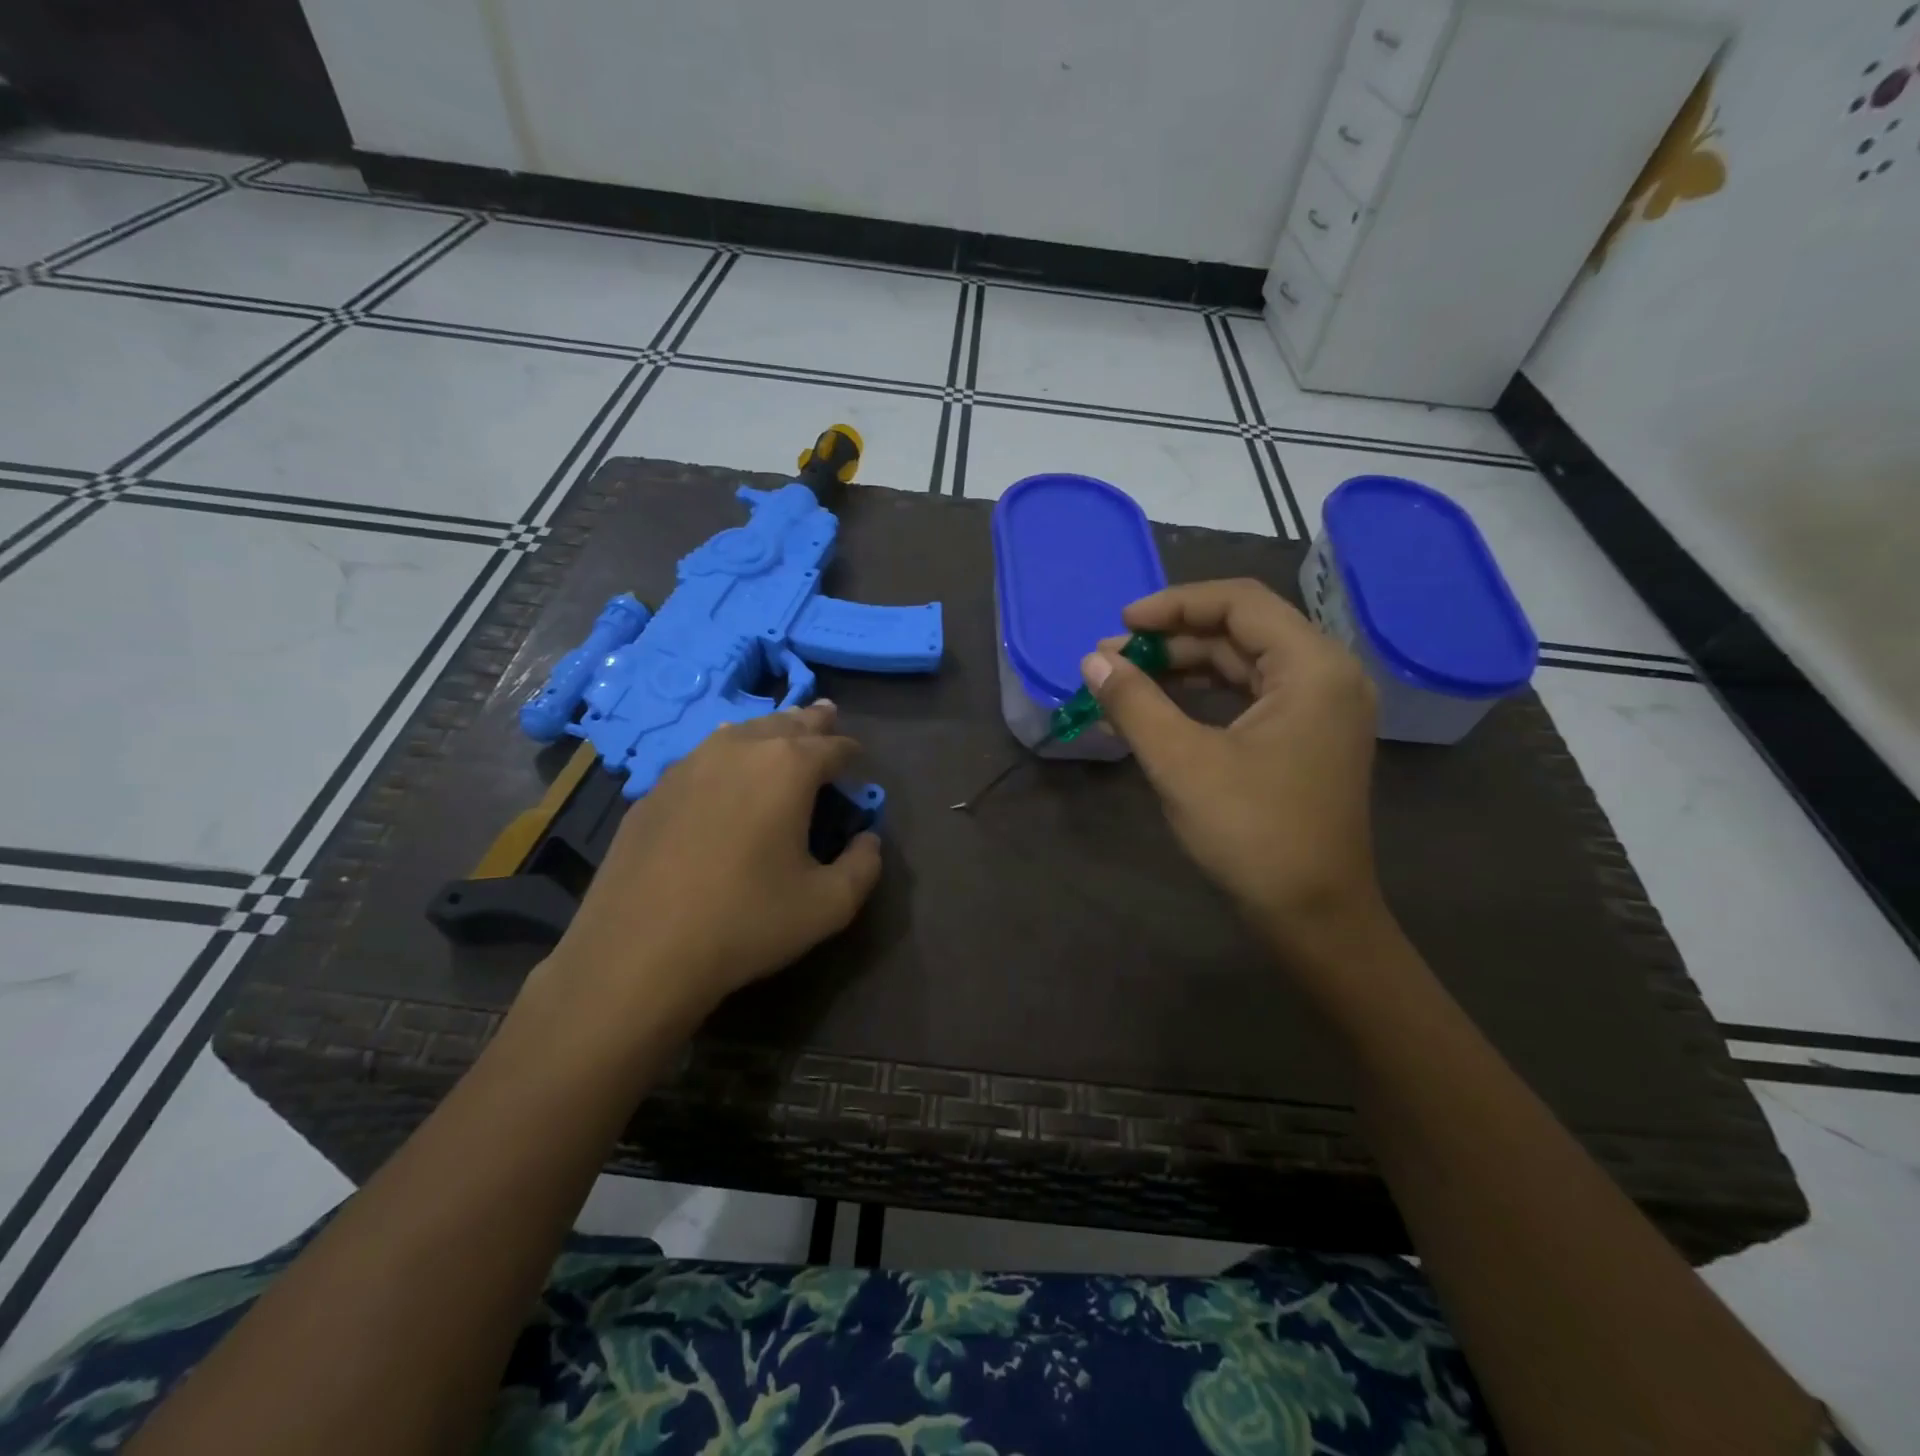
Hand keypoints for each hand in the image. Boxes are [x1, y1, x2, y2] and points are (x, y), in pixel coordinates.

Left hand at [538, 702, 882, 1030]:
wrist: (638, 951)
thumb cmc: (746, 922)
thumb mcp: (829, 906)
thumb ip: (863, 866)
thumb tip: (868, 840)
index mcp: (789, 768)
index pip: (833, 746)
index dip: (852, 752)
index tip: (859, 761)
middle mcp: (740, 749)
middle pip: (787, 723)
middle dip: (812, 721)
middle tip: (827, 715)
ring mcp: (690, 765)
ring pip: (741, 731)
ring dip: (769, 731)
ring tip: (782, 732)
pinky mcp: (655, 790)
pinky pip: (703, 757)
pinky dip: (727, 754)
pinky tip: (725, 769)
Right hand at [1084, 579, 1388, 966]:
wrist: (1313, 916)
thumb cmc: (1252, 834)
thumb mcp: (1181, 762)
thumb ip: (1134, 703)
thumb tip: (1092, 661)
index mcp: (1312, 667)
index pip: (1240, 602)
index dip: (1173, 605)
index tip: (1120, 625)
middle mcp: (1326, 675)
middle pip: (1241, 630)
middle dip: (1172, 640)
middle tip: (1111, 659)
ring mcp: (1320, 709)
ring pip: (1243, 664)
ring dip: (1182, 669)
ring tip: (1124, 681)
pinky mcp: (1306, 738)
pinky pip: (1249, 696)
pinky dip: (1202, 697)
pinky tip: (1157, 710)